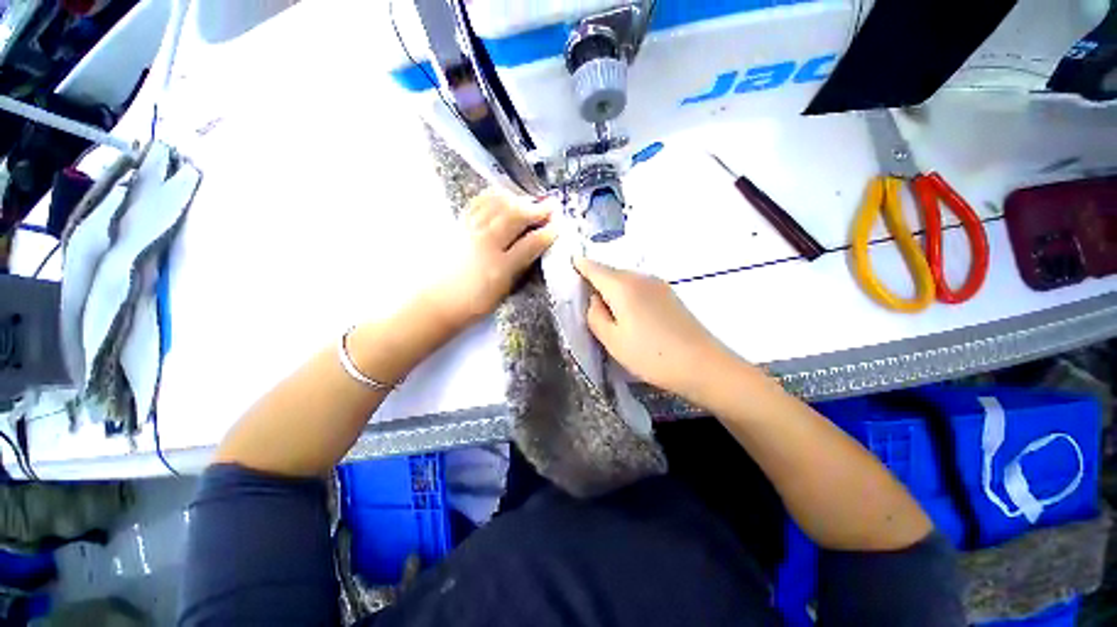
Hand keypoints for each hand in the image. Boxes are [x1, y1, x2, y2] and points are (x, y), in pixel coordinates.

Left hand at [427, 189, 556, 327]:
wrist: (436, 302)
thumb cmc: (473, 303)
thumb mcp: (503, 291)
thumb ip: (519, 267)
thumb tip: (534, 246)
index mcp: (500, 267)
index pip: (531, 244)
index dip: (548, 233)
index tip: (558, 226)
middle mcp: (485, 243)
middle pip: (515, 216)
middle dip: (537, 209)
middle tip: (550, 206)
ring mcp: (469, 230)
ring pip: (498, 204)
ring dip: (518, 199)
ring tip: (530, 200)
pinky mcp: (458, 224)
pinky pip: (478, 202)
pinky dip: (494, 196)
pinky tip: (503, 196)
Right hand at [574, 257, 742, 401]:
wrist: (702, 365)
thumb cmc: (650, 355)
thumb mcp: (612, 340)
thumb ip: (595, 316)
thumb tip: (594, 299)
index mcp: (622, 286)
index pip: (594, 267)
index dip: (579, 264)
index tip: (569, 262)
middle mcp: (640, 277)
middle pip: (610, 272)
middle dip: (596, 280)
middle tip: (586, 300)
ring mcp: (657, 284)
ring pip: (625, 281)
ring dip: (613, 289)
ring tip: (608, 312)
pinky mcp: (669, 294)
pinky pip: (639, 287)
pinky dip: (628, 295)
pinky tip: (630, 314)